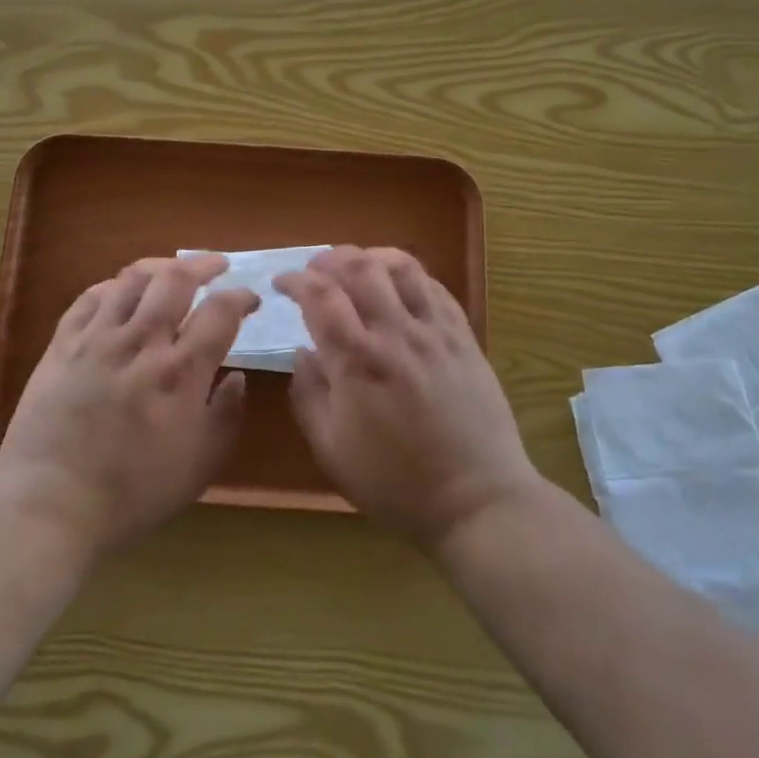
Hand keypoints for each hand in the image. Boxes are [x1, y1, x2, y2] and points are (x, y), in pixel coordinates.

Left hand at [0, 254, 257, 558]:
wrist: (51, 503)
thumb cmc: (133, 493)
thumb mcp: (199, 466)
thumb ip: (226, 416)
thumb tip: (237, 377)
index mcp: (181, 371)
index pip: (220, 312)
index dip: (241, 297)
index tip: (251, 299)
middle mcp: (142, 341)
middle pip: (176, 279)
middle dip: (203, 264)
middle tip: (217, 266)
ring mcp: (98, 338)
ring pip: (132, 279)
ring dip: (160, 267)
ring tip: (172, 271)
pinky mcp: (63, 343)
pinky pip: (90, 297)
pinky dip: (113, 286)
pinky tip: (121, 291)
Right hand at [274, 247, 537, 549]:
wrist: (476, 500)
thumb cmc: (395, 482)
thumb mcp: (331, 450)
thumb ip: (308, 394)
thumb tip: (301, 352)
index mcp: (357, 360)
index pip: (320, 295)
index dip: (295, 280)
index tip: (282, 283)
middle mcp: (395, 332)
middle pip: (358, 267)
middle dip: (328, 259)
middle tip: (314, 270)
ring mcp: (434, 331)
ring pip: (400, 267)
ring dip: (370, 257)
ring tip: (354, 267)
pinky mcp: (463, 336)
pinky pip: (434, 287)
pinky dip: (408, 274)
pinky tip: (397, 285)